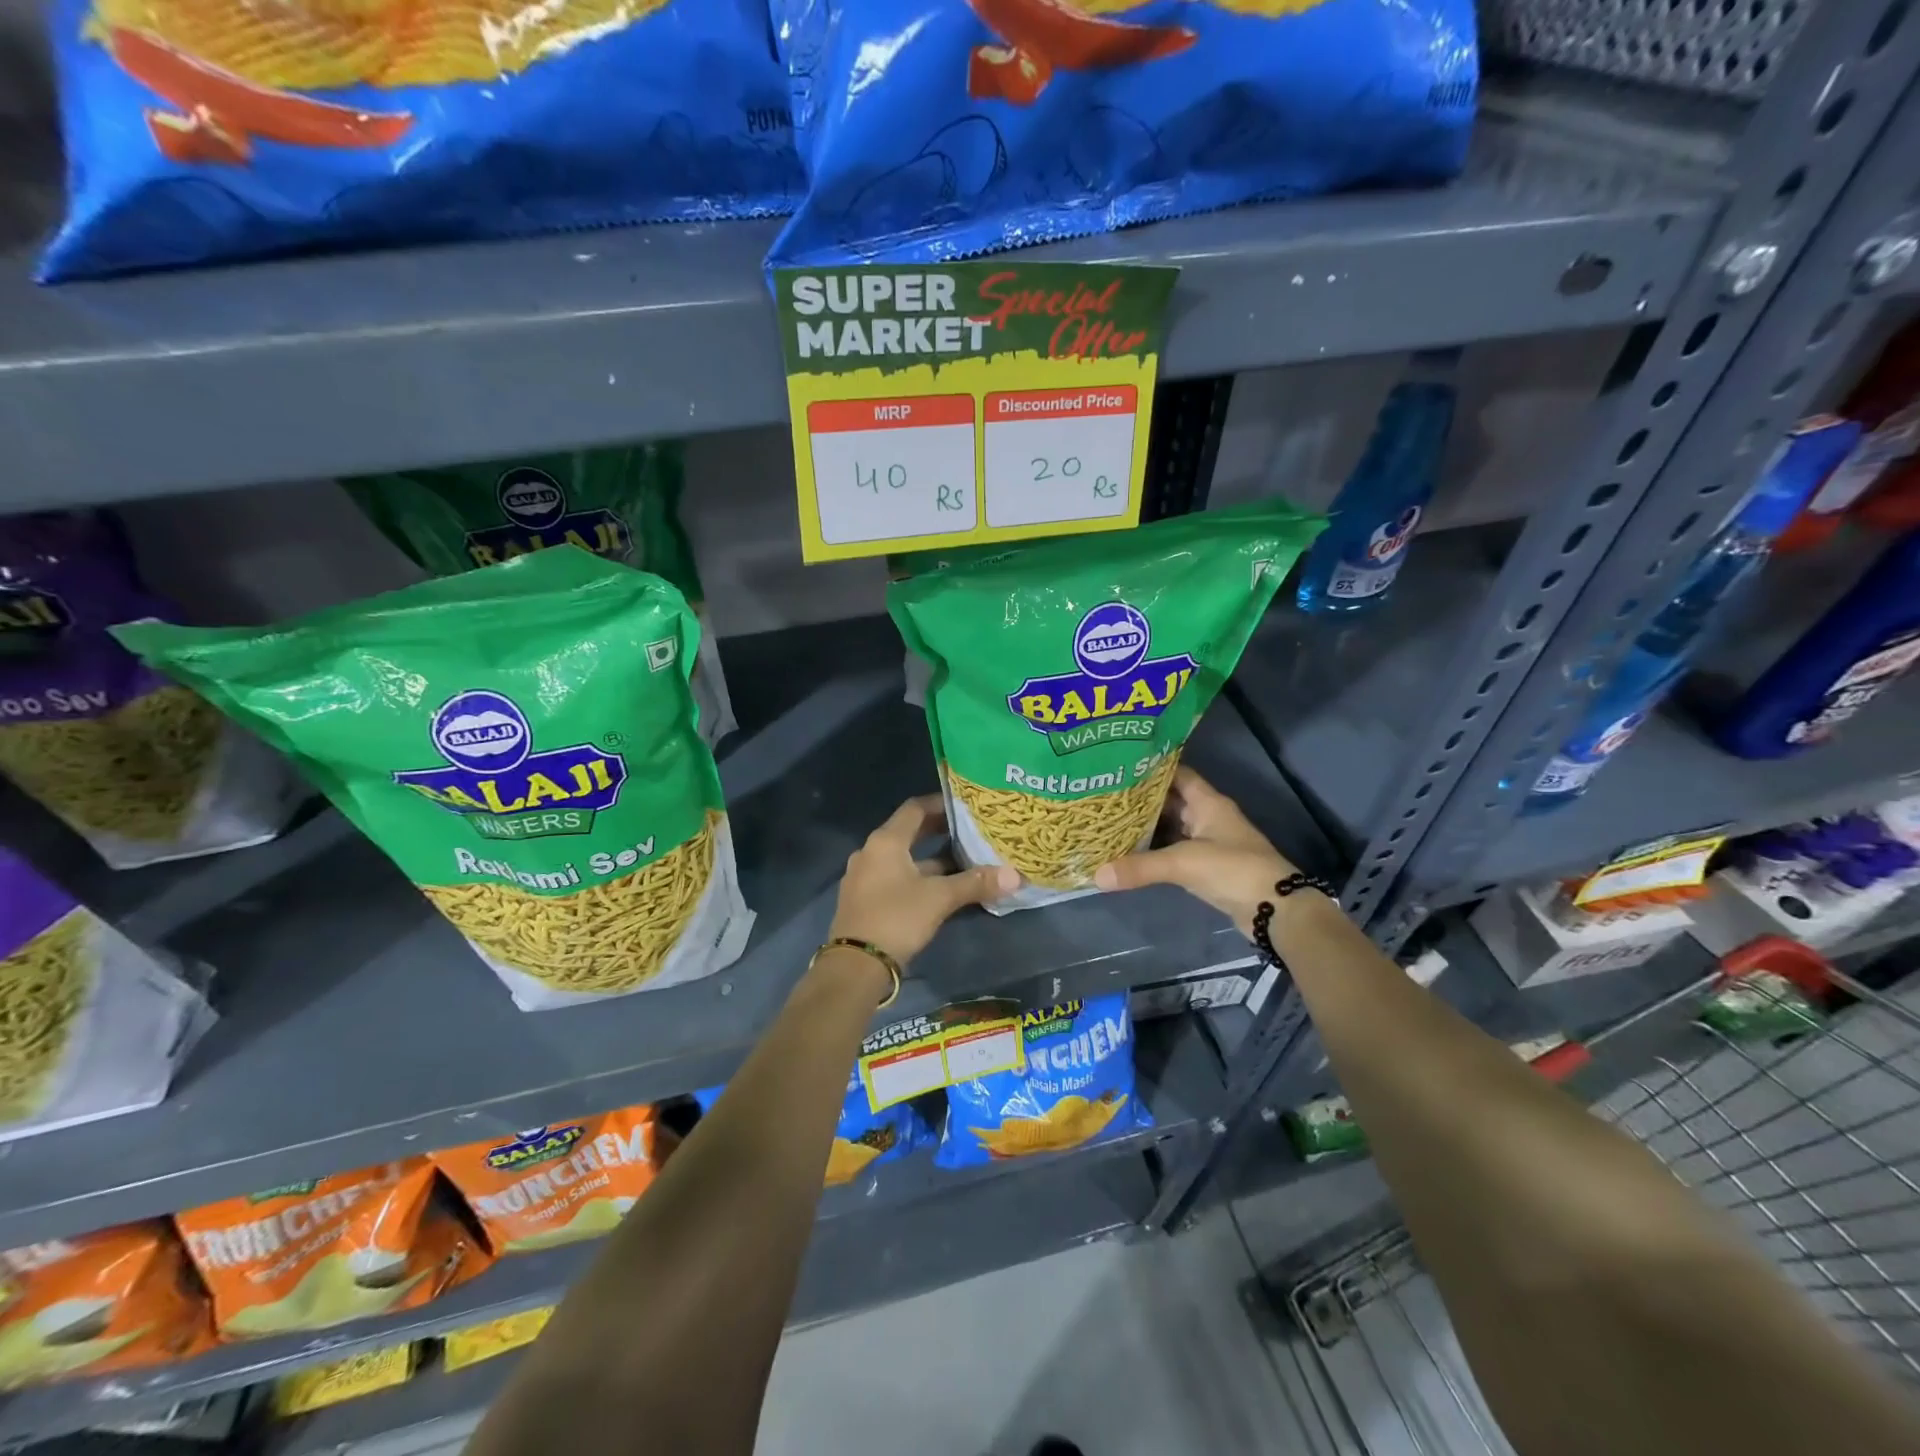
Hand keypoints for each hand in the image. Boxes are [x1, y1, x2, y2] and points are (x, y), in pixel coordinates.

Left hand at [830, 795, 1018, 967]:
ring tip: (960, 860)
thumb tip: (1014, 875)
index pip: (915, 808)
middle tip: (968, 830)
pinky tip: (938, 888)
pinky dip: (916, 876)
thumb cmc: (897, 918)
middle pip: (907, 832)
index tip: (965, 805)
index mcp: (886, 841)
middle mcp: (870, 851)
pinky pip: (893, 876)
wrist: (855, 965)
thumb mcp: (940, 898)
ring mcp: (864, 876)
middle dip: (937, 831)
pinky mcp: (864, 899)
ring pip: (902, 858)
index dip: (940, 804)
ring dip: (929, 857)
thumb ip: (975, 883)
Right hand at [1093, 767, 1302, 935]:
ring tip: (1110, 822)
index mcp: (1208, 802)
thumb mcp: (1183, 863)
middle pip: (1170, 801)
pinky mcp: (1206, 866)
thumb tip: (1097, 875)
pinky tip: (1129, 852)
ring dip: (1146, 826)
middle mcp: (1208, 816)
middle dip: (1141, 800)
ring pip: (1171, 826)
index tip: (1119, 767)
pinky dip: (1154, 850)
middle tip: (1106, 797)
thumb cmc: (1233, 870)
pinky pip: (1174, 850)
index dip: (1151, 769)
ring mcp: (1208, 842)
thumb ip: (1140, 867)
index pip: (1177, 774)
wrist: (1274, 909)